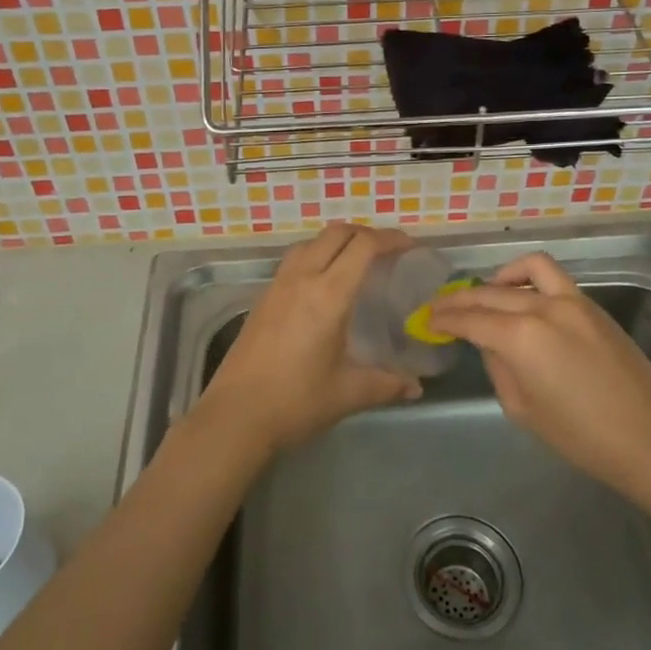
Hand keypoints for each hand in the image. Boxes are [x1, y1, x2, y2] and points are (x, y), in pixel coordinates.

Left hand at [197, 223, 422, 455]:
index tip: (410, 246)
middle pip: (335, 234)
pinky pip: (293, 261)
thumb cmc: (296, 402)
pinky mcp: (262, 299)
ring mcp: (277, 286)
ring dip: (336, 241)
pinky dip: (315, 256)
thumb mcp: (348, 393)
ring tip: (355, 261)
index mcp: (328, 295)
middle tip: (387, 250)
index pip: (363, 247)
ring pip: (310, 243)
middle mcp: (301, 279)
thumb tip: (415, 387)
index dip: (390, 239)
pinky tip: (322, 285)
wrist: (235, 416)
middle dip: (365, 233)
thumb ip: (386, 384)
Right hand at [427, 253, 650, 499]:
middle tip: (441, 308)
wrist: (649, 438)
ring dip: (496, 279)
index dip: (444, 318)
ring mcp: (572, 301)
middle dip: (460, 300)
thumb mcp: (522, 408)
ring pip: (524, 271)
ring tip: (484, 294)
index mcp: (519, 337)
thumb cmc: (580, 437)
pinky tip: (522, 294)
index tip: (426, 319)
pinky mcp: (592, 305)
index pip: (470, 319)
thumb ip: (498, 366)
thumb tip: (490, 344)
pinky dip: (529, 277)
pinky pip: (553, 277)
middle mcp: (542, 307)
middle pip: (490, 293)